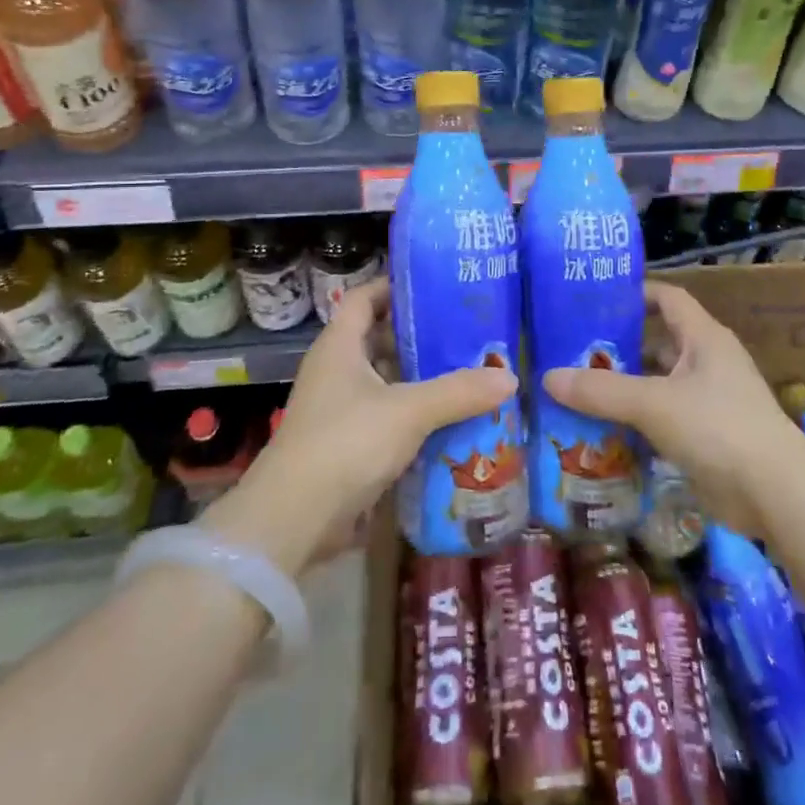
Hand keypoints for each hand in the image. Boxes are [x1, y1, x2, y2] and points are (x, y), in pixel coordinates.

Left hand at [205, 279, 516, 573]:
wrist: (294, 520)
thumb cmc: (345, 443)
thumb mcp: (408, 411)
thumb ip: (459, 392)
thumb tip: (510, 377)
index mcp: (339, 345)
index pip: (365, 297)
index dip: (396, 286)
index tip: (436, 284)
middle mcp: (336, 370)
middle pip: (379, 339)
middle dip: (421, 335)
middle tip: (467, 331)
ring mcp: (338, 409)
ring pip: (386, 380)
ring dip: (420, 378)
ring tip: (468, 371)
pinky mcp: (346, 444)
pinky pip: (386, 416)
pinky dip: (414, 414)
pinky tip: (449, 418)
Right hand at [542, 282, 803, 538]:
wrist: (777, 495)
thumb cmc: (718, 428)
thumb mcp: (653, 403)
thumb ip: (601, 391)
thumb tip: (548, 377)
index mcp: (703, 338)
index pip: (668, 298)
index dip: (636, 293)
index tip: (595, 299)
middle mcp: (708, 362)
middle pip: (658, 343)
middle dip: (620, 347)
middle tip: (574, 351)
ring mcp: (710, 401)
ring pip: (659, 385)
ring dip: (626, 389)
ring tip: (580, 390)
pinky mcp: (708, 437)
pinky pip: (665, 419)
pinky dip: (638, 422)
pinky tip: (605, 431)